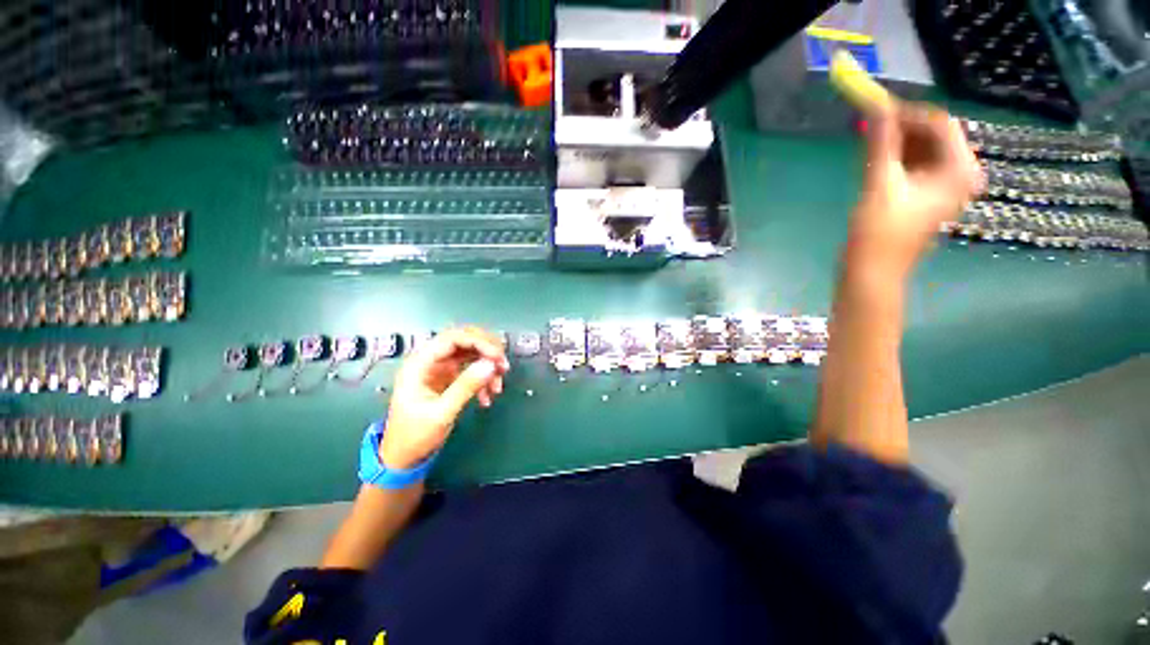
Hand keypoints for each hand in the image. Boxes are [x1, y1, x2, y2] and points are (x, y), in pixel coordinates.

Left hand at [380, 327, 509, 469]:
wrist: (404, 458)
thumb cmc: (415, 436)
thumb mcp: (442, 413)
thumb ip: (466, 386)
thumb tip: (491, 364)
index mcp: (420, 364)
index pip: (453, 338)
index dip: (479, 342)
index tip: (498, 357)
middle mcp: (430, 360)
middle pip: (464, 340)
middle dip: (487, 350)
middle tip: (503, 365)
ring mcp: (440, 368)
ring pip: (471, 353)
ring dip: (488, 366)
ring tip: (498, 386)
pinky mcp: (449, 378)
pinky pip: (472, 369)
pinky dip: (483, 379)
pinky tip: (488, 396)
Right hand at [850, 103, 982, 276]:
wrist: (872, 272)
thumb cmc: (879, 232)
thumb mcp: (880, 184)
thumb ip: (881, 143)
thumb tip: (877, 106)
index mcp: (958, 170)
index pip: (940, 124)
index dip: (909, 113)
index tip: (877, 110)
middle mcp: (958, 174)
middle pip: (933, 136)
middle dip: (902, 129)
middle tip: (869, 127)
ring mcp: (943, 187)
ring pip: (922, 150)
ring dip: (897, 143)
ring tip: (869, 145)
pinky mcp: (927, 196)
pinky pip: (916, 166)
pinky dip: (897, 159)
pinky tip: (877, 161)